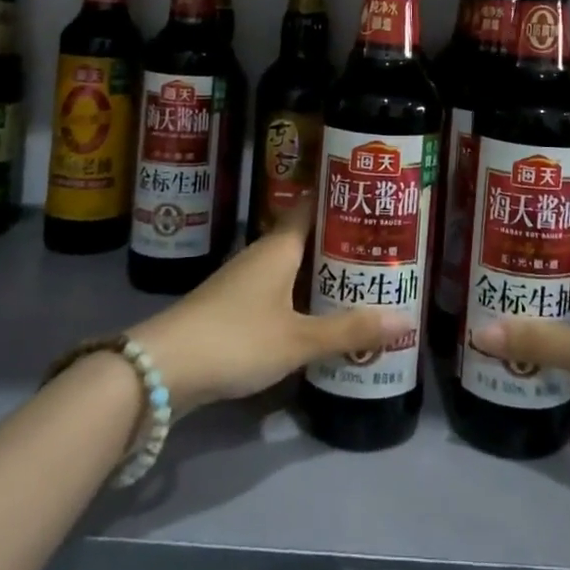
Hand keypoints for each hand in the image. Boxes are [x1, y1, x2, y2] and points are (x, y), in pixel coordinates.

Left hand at [130, 197, 411, 413]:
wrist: (162, 370)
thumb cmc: (236, 339)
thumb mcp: (298, 339)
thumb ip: (350, 330)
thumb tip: (408, 320)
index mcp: (280, 246)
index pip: (313, 205)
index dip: (341, 200)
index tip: (373, 200)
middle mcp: (262, 254)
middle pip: (307, 237)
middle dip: (341, 242)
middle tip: (382, 248)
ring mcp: (244, 281)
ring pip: (292, 266)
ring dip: (322, 272)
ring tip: (361, 280)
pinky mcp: (232, 308)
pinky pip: (278, 291)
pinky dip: (302, 296)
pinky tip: (320, 315)